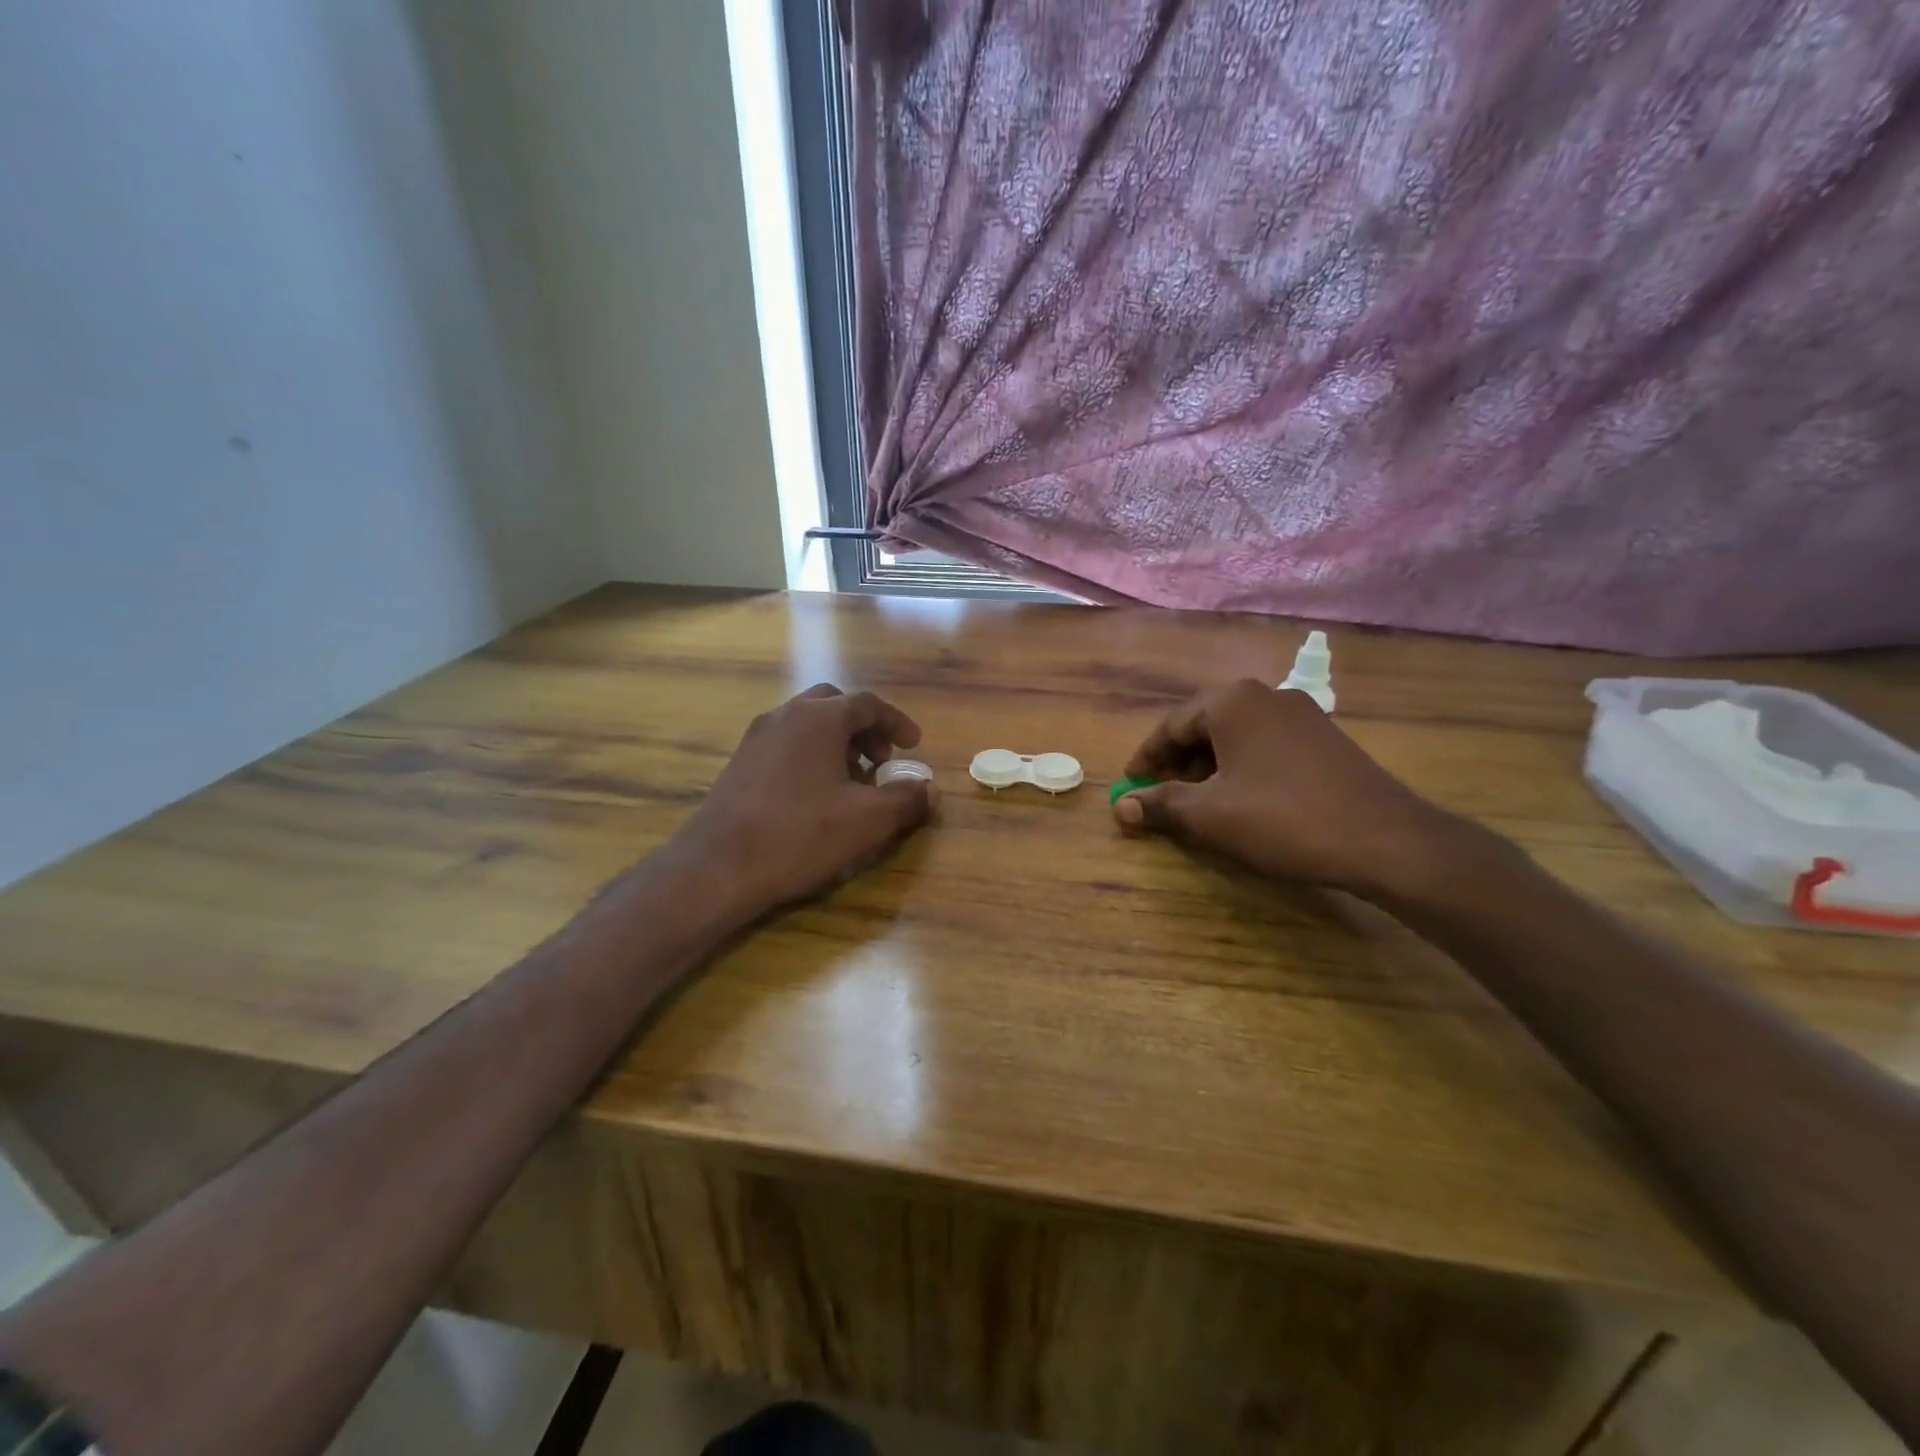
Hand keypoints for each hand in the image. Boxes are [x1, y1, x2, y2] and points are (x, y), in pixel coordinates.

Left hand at [675, 684, 933, 914]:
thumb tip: (928, 788)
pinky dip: (811, 755)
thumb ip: (906, 800)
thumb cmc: (801, 834)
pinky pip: (786, 744)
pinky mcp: (739, 763)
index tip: (914, 746)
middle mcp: (786, 716)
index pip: (868, 704)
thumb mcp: (868, 821)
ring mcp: (757, 737)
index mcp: (820, 718)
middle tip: (881, 760)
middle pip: (834, 705)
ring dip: (837, 742)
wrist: (718, 866)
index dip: (896, 723)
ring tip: (852, 780)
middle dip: (864, 728)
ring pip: (807, 724)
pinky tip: (816, 795)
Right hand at [1113, 679, 1467, 898]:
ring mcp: (1302, 714)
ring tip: (1202, 804)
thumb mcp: (1210, 816)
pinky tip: (1245, 801)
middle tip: (1164, 797)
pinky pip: (1266, 745)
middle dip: (1178, 763)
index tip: (1131, 786)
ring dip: (1210, 767)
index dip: (1147, 758)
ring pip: (1237, 736)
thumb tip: (1122, 808)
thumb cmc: (1283, 819)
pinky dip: (1243, 768)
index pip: (1171, 724)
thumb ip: (1161, 805)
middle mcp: (1266, 696)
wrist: (1385, 840)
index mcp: (1232, 702)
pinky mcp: (1326, 738)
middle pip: (1204, 725)